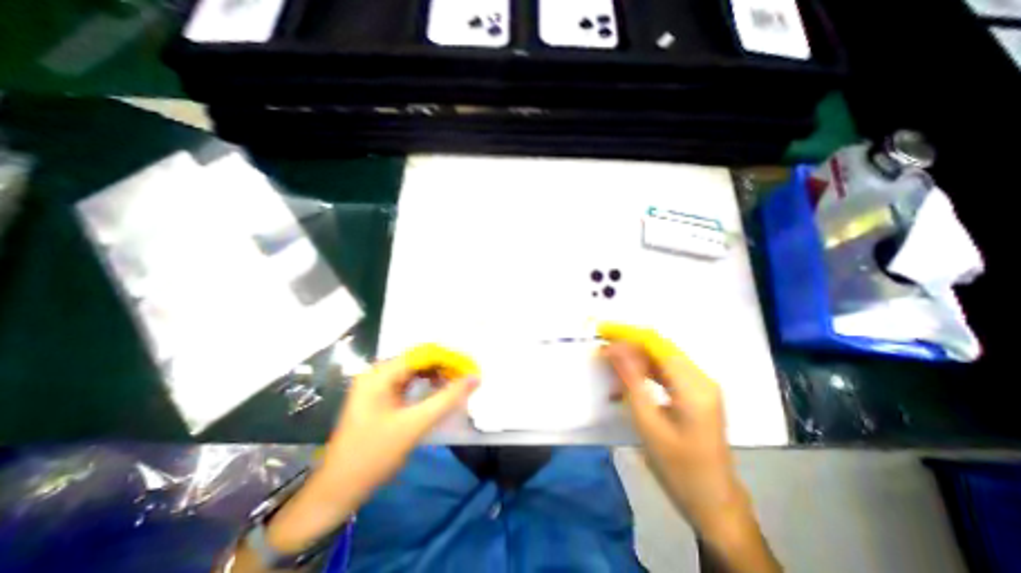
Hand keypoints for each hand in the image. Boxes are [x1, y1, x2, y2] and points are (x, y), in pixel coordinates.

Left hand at [318, 344, 477, 501]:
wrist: (337, 491)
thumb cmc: (373, 456)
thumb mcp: (414, 425)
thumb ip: (447, 399)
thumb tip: (475, 377)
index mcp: (380, 374)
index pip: (423, 354)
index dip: (449, 358)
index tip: (470, 369)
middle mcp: (378, 373)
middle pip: (419, 359)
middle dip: (445, 366)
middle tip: (466, 378)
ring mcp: (378, 385)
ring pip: (416, 370)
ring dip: (437, 375)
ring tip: (457, 384)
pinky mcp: (381, 397)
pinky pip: (410, 382)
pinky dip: (427, 385)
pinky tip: (439, 391)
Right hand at [601, 324, 778, 569]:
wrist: (713, 502)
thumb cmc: (678, 467)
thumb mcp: (648, 423)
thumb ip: (631, 380)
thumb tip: (614, 347)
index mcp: (694, 386)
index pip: (656, 344)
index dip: (627, 334)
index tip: (602, 332)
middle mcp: (701, 378)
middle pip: (660, 346)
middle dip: (629, 343)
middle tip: (602, 349)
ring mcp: (701, 385)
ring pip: (662, 357)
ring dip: (635, 356)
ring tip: (610, 361)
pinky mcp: (696, 392)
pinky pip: (666, 371)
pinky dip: (645, 370)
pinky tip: (627, 377)